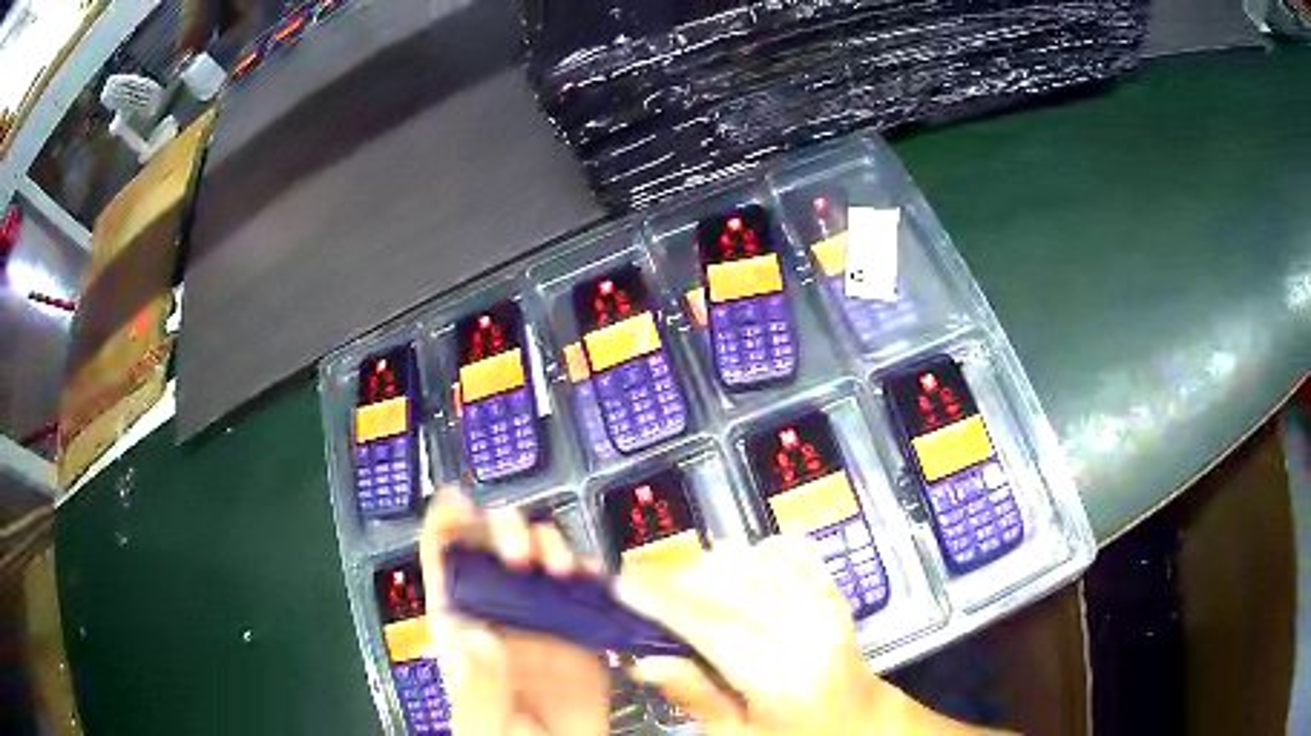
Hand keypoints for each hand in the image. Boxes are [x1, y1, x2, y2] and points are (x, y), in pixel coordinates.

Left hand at [419, 488, 609, 734]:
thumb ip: (478, 686)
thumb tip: (479, 635)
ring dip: (551, 548)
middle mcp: (501, 615)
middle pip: (494, 550)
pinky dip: (594, 577)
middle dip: (505, 533)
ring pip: (542, 560)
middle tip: (521, 554)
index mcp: (462, 630)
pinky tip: (594, 583)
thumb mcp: (482, 724)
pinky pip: (588, 591)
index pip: (443, 566)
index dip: (445, 527)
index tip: (454, 501)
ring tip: (560, 569)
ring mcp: (543, 621)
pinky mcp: (583, 634)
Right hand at [616, 535, 987, 735]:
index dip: (660, 599)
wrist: (861, 721)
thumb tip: (643, 662)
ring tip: (683, 590)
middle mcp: (807, 630)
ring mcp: (825, 604)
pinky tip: (734, 572)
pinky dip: (750, 554)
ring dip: (707, 568)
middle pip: (727, 585)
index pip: (710, 624)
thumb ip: (695, 696)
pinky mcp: (831, 590)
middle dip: (674, 580)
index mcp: (783, 676)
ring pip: (752, 562)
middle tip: (639, 589)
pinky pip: (785, 553)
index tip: (620, 583)